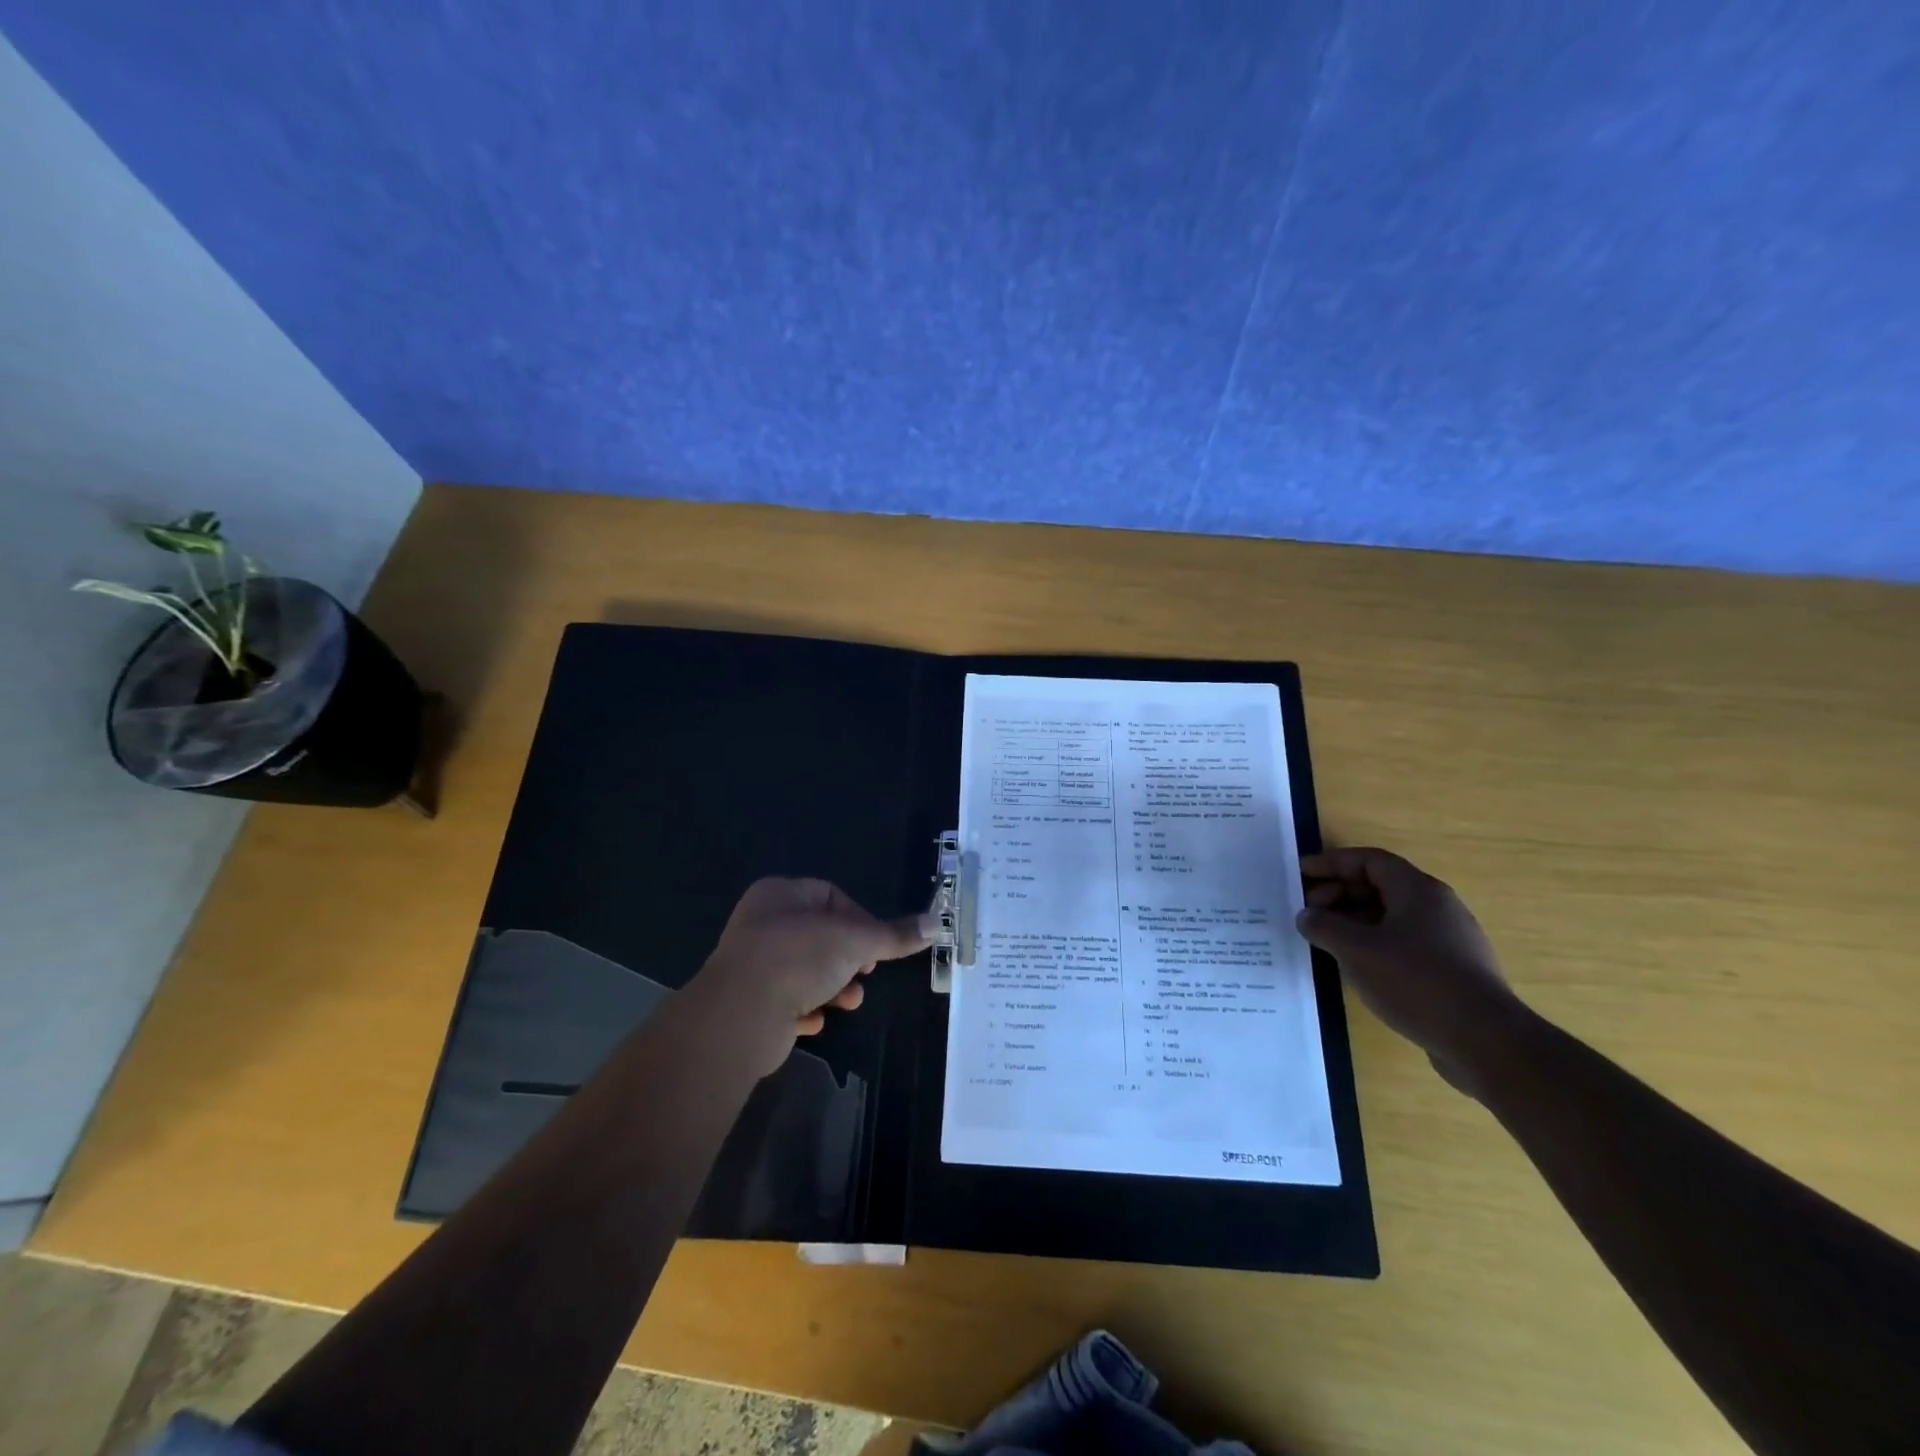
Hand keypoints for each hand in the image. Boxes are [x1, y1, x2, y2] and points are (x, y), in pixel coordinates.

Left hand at [693, 878, 933, 1074]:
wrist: (740, 1015)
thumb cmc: (798, 958)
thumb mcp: (855, 940)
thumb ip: (893, 935)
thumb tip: (935, 923)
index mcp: (779, 894)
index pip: (830, 895)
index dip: (859, 918)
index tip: (875, 944)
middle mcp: (762, 923)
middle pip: (820, 935)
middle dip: (848, 958)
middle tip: (864, 972)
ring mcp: (753, 964)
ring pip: (806, 970)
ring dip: (833, 987)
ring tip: (848, 1002)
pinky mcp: (749, 1002)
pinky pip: (787, 1001)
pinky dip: (806, 1010)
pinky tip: (815, 1020)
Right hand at [1296, 847, 1526, 1094]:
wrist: (1485, 1042)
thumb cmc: (1415, 981)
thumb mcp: (1356, 950)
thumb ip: (1324, 926)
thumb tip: (1307, 916)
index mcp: (1418, 890)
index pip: (1370, 860)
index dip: (1332, 862)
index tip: (1302, 873)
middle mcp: (1438, 907)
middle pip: (1382, 886)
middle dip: (1341, 893)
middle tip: (1311, 912)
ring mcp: (1450, 940)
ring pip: (1393, 917)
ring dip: (1356, 921)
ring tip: (1328, 941)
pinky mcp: (1454, 971)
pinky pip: (1405, 943)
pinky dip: (1375, 944)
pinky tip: (1359, 968)